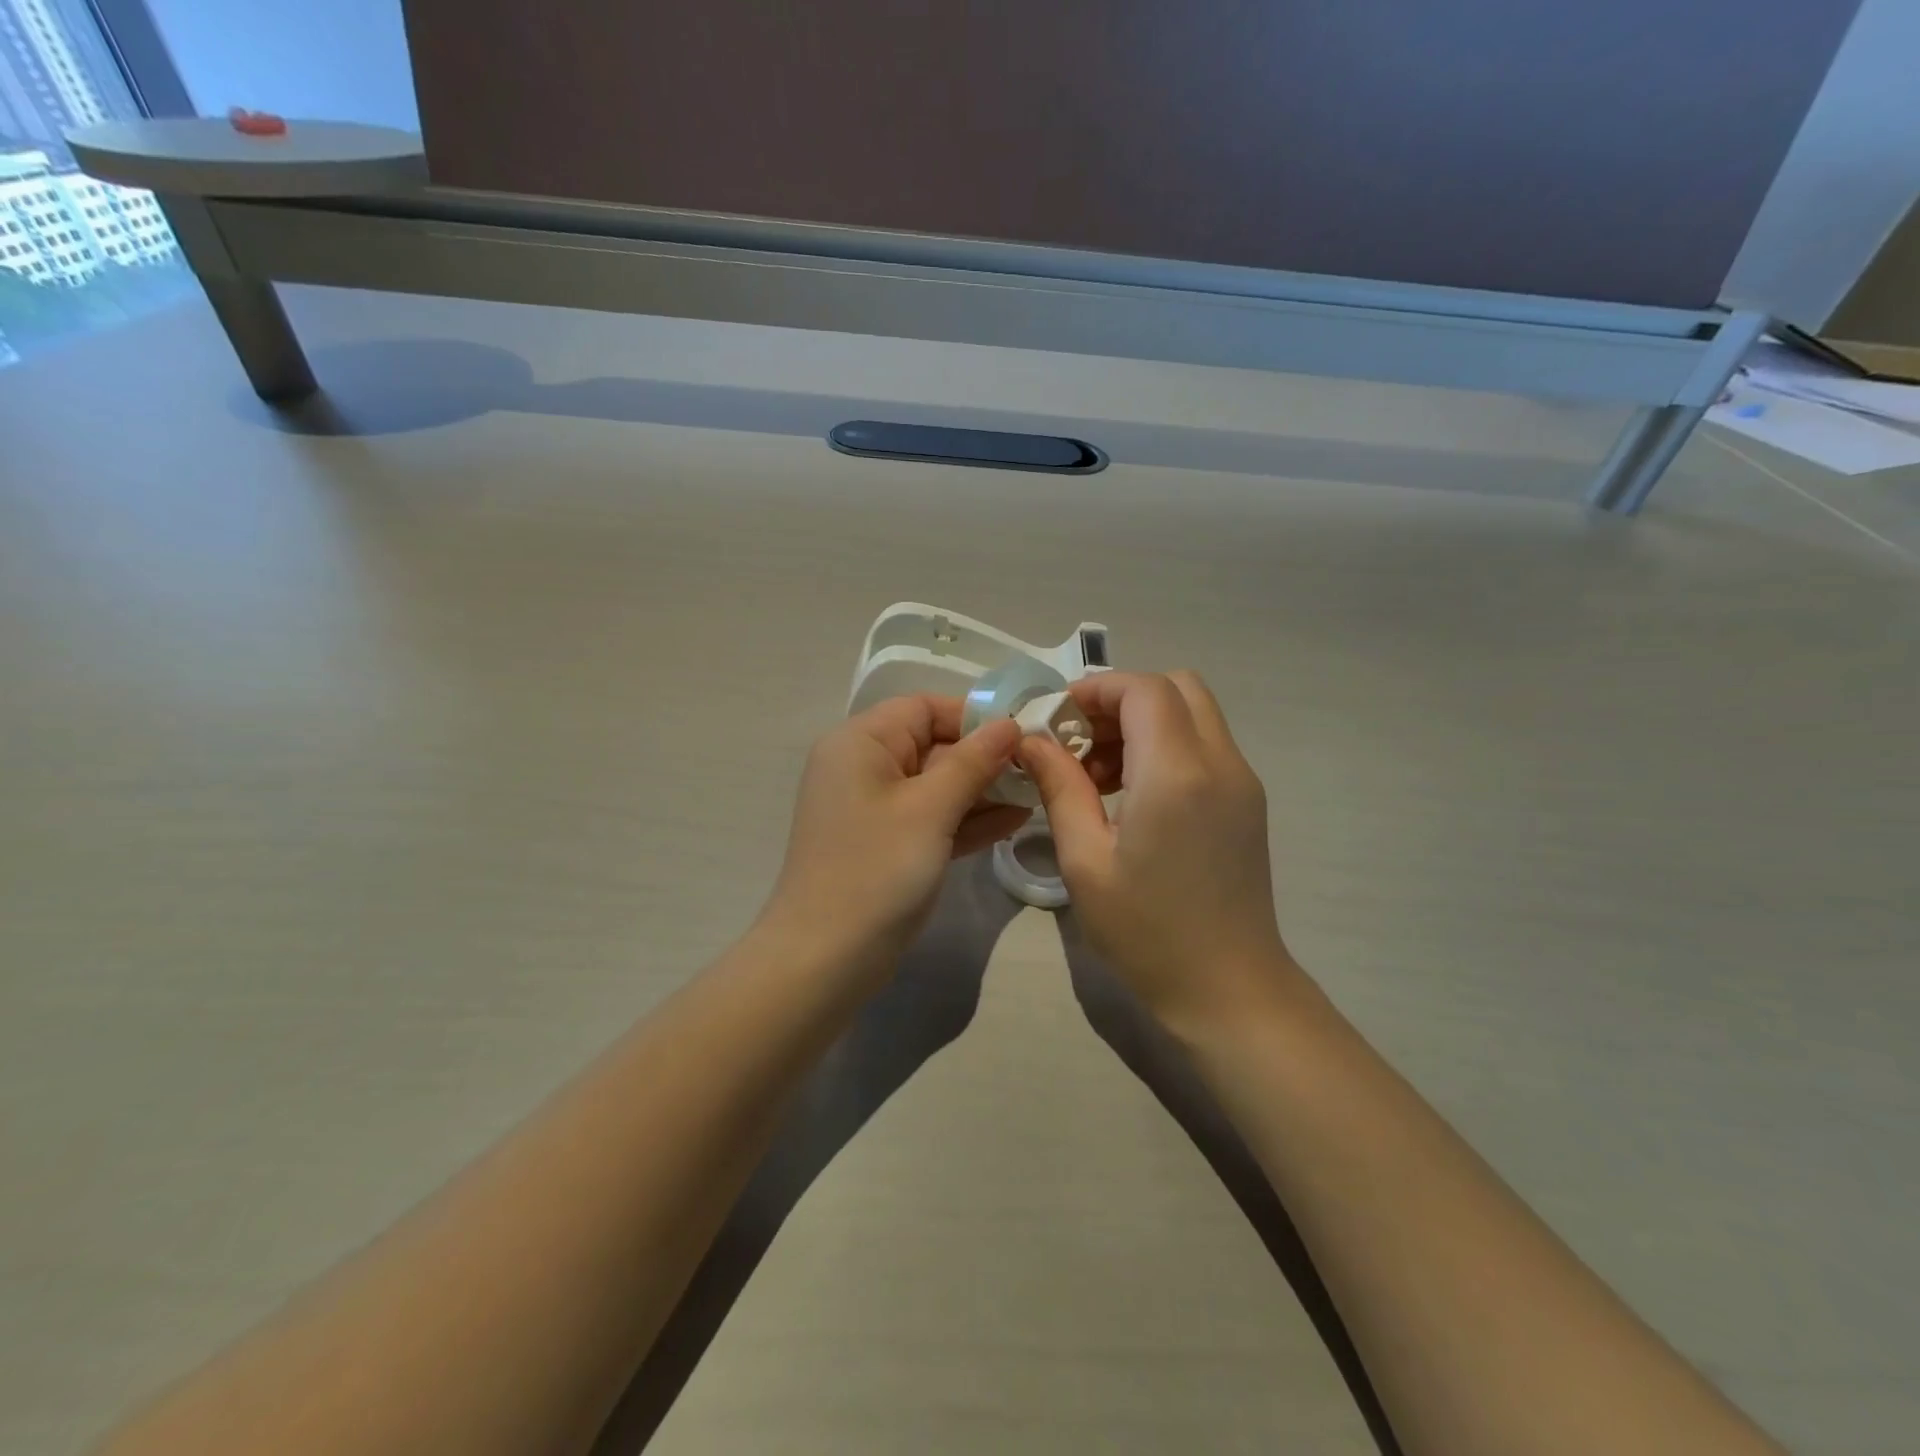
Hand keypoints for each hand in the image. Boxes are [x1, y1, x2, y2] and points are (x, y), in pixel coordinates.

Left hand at [761, 695, 1028, 972]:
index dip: (973, 717)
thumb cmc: (876, 869)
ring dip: (982, 790)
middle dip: (984, 758)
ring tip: (1036, 794)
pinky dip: (966, 819)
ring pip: (936, 785)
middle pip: (932, 745)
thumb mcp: (930, 809)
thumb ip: (972, 762)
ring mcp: (875, 809)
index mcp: (861, 742)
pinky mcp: (887, 844)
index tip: (1022, 734)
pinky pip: (931, 818)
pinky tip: (1013, 821)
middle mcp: (864, 767)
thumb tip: (1009, 723)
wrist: (825, 959)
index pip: (923, 708)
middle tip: (1038, 770)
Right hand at [1019, 671, 1302, 1035]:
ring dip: (1143, 722)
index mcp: (1176, 773)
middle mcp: (1220, 762)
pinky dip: (1166, 745)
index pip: (1143, 689)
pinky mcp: (1247, 802)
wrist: (1229, 990)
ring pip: (1193, 713)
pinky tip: (1132, 795)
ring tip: (1098, 775)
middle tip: (1079, 742)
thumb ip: (1060, 788)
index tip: (1055, 719)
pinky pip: (1205, 745)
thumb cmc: (1147, 932)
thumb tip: (1032, 740)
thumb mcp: (1085, 861)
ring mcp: (1242, 781)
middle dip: (1121, 700)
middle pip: (1177, 687)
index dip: (1095, 690)